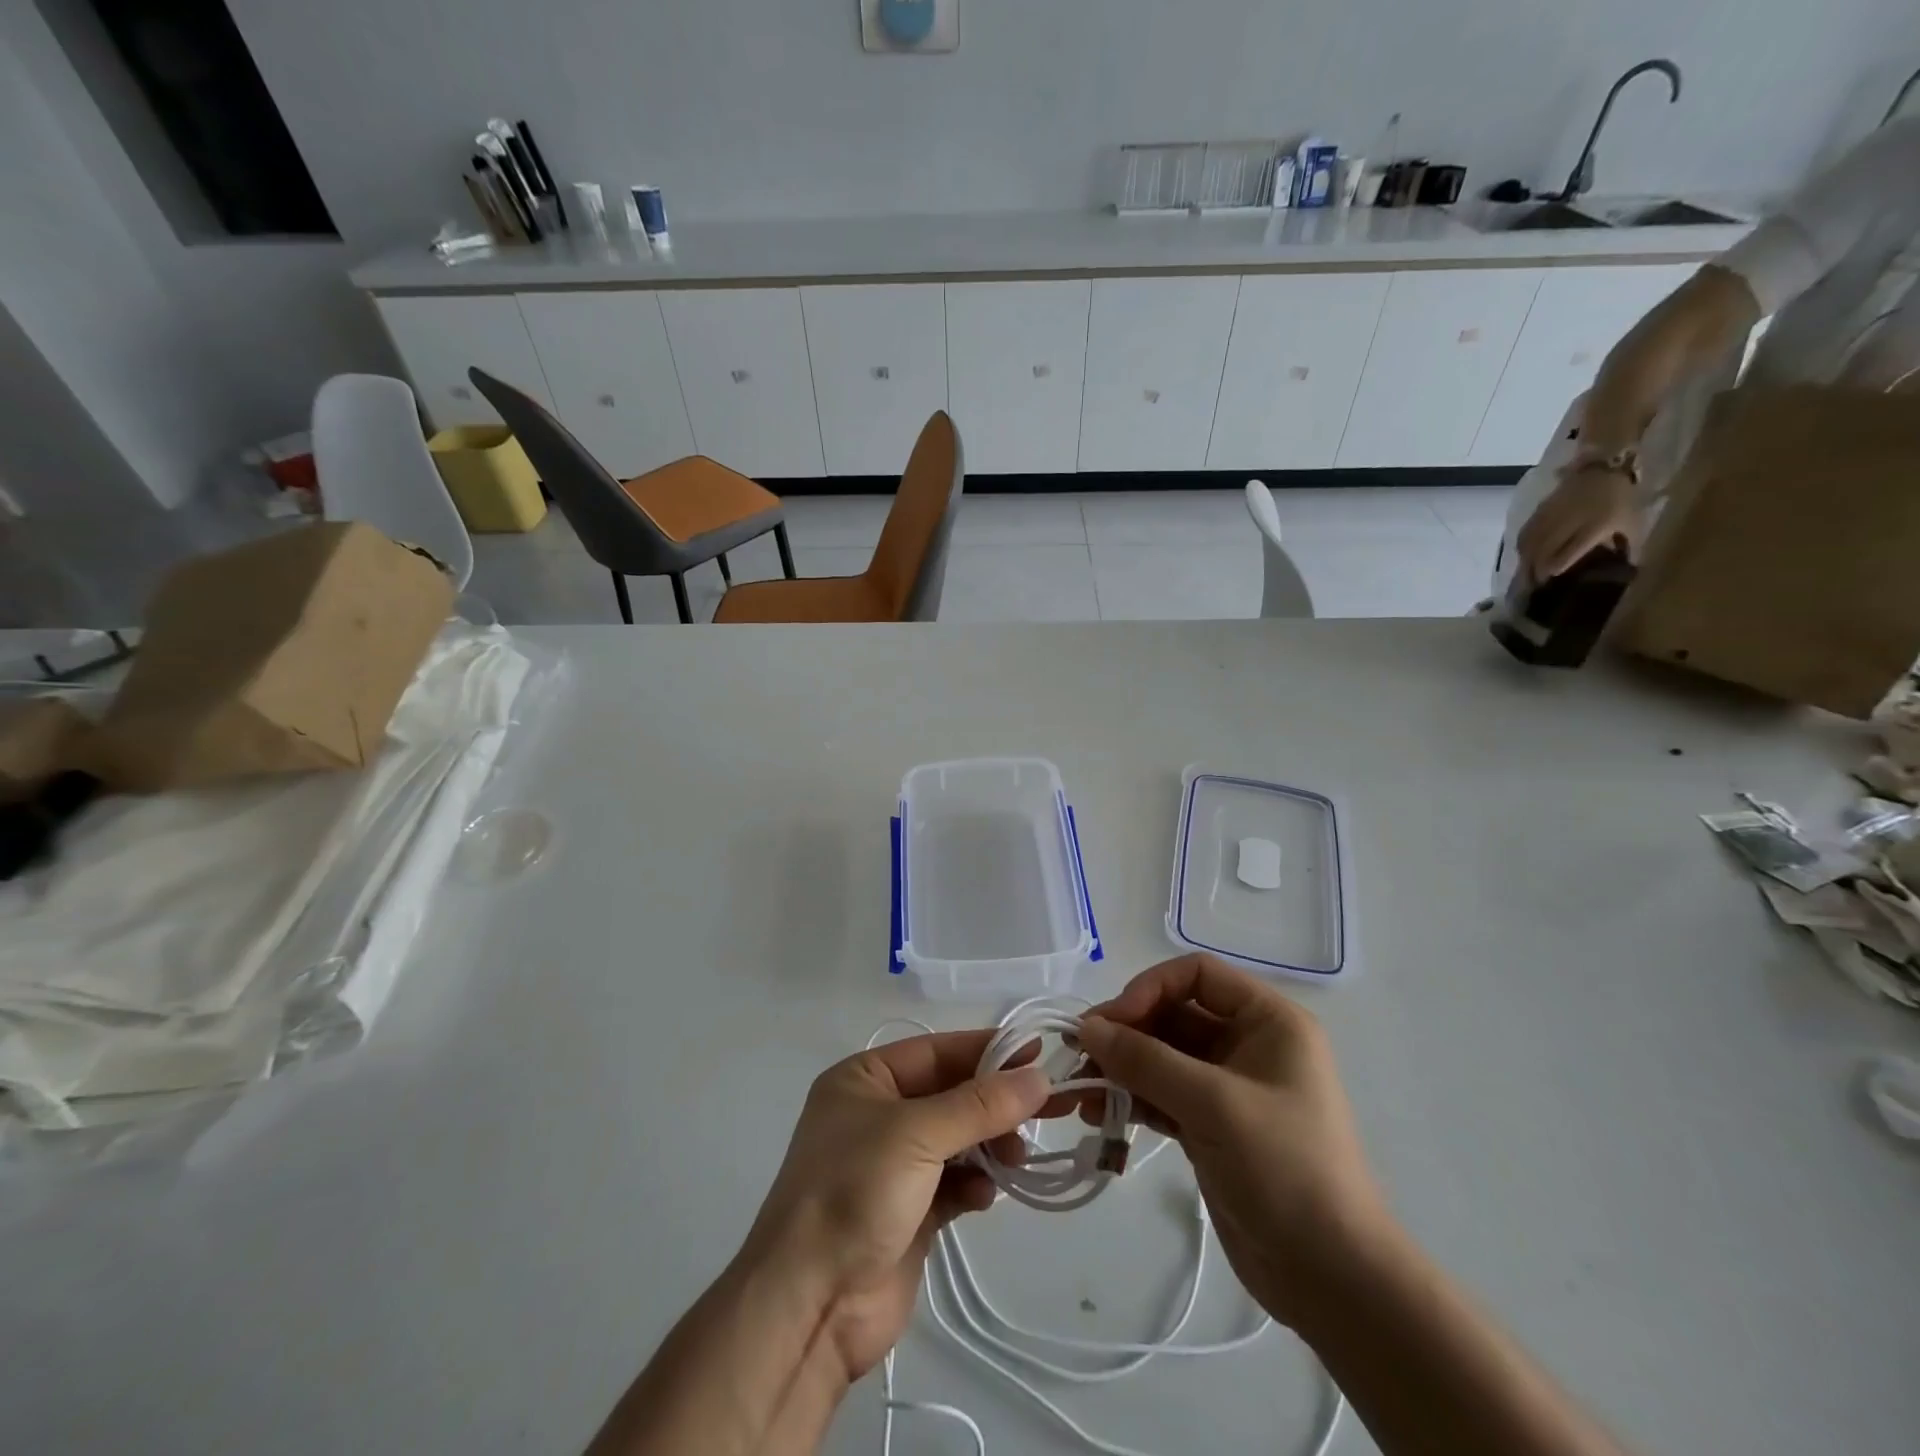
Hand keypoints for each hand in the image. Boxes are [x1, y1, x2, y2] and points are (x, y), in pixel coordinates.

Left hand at [741, 1031, 1049, 1381]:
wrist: (810, 1305)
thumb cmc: (855, 1192)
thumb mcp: (917, 1134)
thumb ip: (981, 1105)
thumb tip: (1038, 1078)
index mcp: (865, 1080)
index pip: (937, 1051)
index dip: (987, 1049)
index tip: (1039, 1052)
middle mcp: (878, 1115)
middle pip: (952, 1095)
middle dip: (996, 1103)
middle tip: (1049, 1108)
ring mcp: (893, 1166)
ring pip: (958, 1140)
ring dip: (990, 1145)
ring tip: (1016, 1159)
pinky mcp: (910, 1212)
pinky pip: (955, 1183)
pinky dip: (974, 1185)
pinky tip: (984, 1196)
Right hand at [1076, 955, 1390, 1328]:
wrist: (1333, 1280)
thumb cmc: (1286, 1170)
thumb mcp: (1214, 1105)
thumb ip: (1146, 1060)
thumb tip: (1087, 1028)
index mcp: (1268, 1021)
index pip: (1197, 975)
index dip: (1149, 988)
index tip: (1110, 1023)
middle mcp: (1248, 1044)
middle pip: (1173, 1015)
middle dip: (1125, 1033)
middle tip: (1078, 1056)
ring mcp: (1228, 1087)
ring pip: (1162, 1057)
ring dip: (1120, 1069)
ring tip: (1080, 1094)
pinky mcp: (1212, 1126)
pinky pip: (1162, 1095)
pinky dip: (1132, 1100)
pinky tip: (1099, 1117)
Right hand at [1514, 463, 1643, 581]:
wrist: (1603, 468)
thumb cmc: (1621, 499)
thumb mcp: (1632, 522)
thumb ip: (1625, 545)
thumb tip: (1626, 567)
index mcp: (1595, 526)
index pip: (1567, 553)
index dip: (1555, 569)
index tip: (1550, 582)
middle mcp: (1568, 522)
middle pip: (1543, 552)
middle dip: (1536, 571)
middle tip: (1535, 585)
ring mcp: (1551, 516)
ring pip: (1530, 545)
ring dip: (1526, 561)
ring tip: (1526, 574)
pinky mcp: (1539, 512)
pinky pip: (1525, 534)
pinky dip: (1523, 548)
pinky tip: (1524, 555)